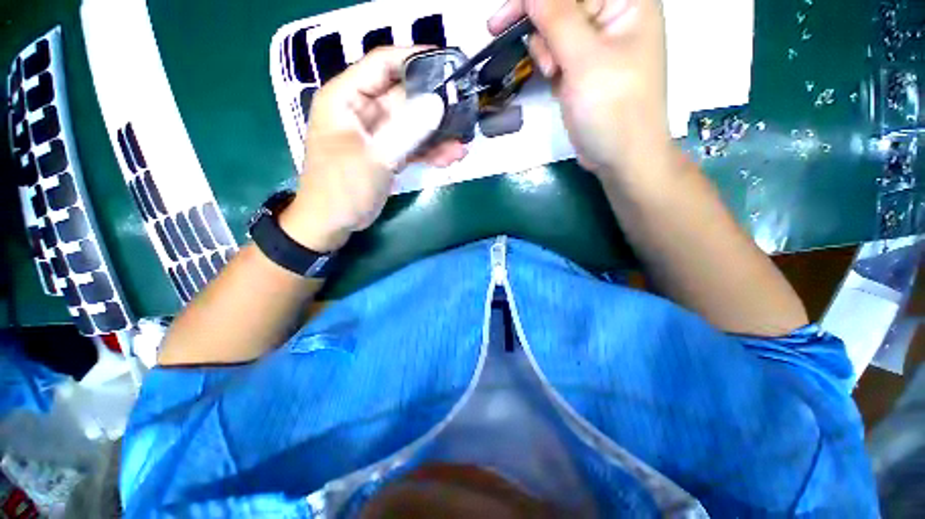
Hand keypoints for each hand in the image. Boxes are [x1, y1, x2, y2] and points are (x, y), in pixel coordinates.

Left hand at [280, 47, 466, 252]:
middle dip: (435, 105)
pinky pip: (412, 145)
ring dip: (437, 133)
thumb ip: (406, 131)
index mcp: (346, 97)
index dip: (415, 60)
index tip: (449, 65)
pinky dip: (430, 151)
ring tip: (462, 144)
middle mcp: (362, 110)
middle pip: (404, 96)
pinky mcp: (388, 153)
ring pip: (412, 123)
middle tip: (465, 109)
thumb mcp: (375, 157)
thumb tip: (438, 104)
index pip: (383, 64)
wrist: (333, 223)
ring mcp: (377, 133)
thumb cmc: (342, 188)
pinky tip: (450, 157)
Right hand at [489, 0, 671, 177]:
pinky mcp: (584, 65)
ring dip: (544, 47)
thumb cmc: (613, 108)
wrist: (620, 156)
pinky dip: (548, 62)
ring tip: (552, 73)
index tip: (504, 15)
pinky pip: (556, 50)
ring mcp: (598, 41)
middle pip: (561, 2)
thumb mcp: (585, 60)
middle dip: (539, 23)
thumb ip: (557, 18)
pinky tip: (554, 79)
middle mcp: (613, 12)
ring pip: (554, 25)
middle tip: (507, 35)